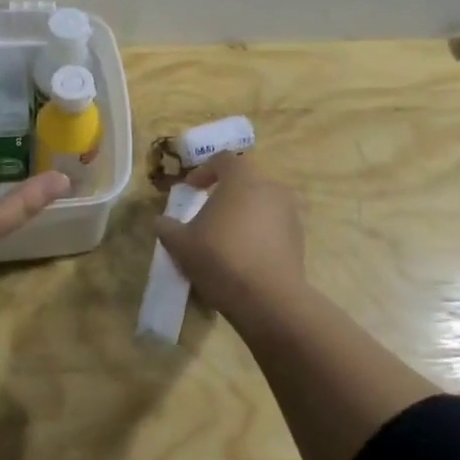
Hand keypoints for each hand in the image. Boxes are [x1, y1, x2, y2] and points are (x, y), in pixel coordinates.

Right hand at [154, 152, 306, 319]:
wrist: (268, 299)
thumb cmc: (220, 259)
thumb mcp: (181, 243)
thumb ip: (166, 227)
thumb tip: (160, 221)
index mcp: (242, 178)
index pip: (223, 160)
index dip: (203, 172)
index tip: (190, 190)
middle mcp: (271, 187)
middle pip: (245, 181)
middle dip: (225, 193)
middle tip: (207, 213)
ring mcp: (290, 213)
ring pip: (261, 204)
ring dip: (243, 214)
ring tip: (226, 237)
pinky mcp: (299, 238)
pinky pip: (274, 226)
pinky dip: (258, 233)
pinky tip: (244, 256)